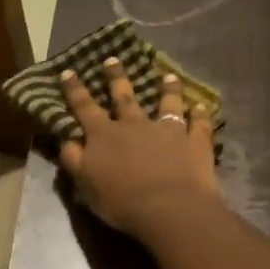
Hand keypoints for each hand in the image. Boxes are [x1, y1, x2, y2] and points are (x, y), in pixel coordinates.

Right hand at [57, 57, 220, 238]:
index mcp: (104, 135)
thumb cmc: (121, 201)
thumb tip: (67, 140)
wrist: (168, 208)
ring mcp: (167, 130)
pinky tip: (202, 107)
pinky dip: (201, 115)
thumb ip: (74, 160)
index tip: (69, 71)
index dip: (75, 90)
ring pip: (167, 103)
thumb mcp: (85, 184)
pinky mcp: (194, 141)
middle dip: (116, 77)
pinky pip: (199, 124)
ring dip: (167, 89)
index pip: (84, 107)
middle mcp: (134, 125)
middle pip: (124, 96)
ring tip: (168, 76)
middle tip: (113, 59)